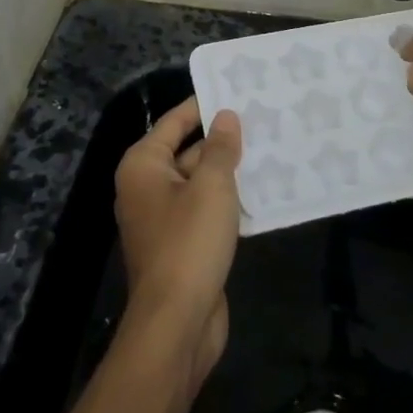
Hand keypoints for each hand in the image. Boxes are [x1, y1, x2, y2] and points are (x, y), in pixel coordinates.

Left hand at [114, 97, 242, 386]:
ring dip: (228, 170)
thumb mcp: (211, 186)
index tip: (234, 90)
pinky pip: (205, 210)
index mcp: (143, 166)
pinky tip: (261, 191)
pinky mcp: (181, 245)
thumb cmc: (189, 242)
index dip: (202, 105)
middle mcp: (146, 188)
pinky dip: (228, 200)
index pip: (173, 122)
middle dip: (220, 138)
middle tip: (260, 119)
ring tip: (269, 148)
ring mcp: (163, 219)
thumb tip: (225, 116)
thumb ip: (220, 148)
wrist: (177, 323)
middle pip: (185, 151)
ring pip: (199, 182)